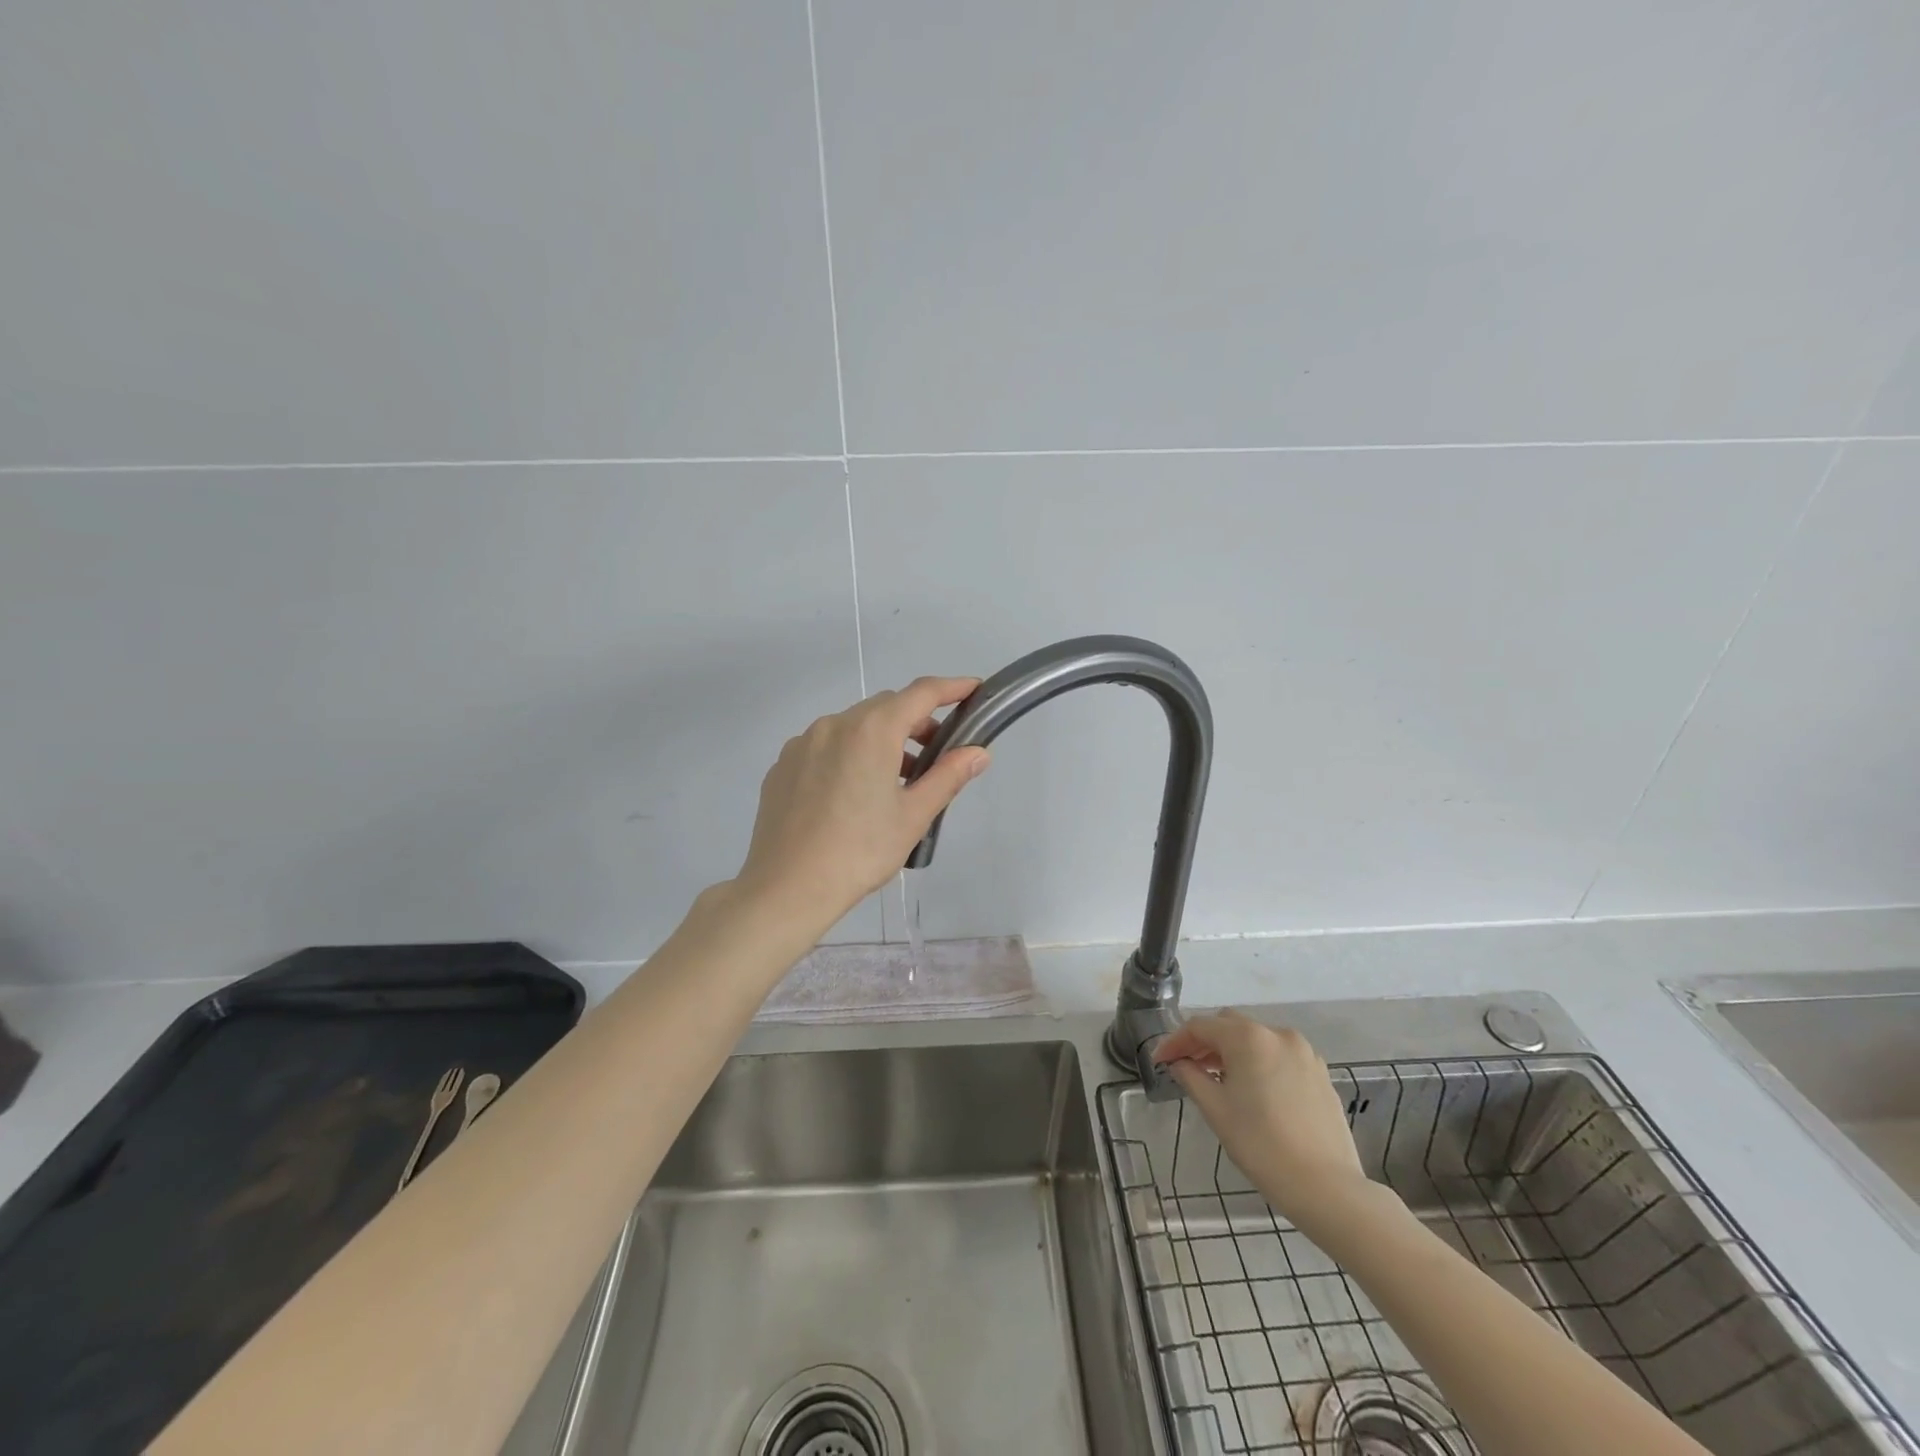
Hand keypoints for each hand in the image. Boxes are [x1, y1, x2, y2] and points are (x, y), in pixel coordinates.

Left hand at [733, 676, 989, 930]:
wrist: (786, 888)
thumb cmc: (859, 852)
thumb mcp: (913, 816)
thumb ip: (948, 776)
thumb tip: (978, 752)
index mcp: (871, 731)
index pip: (920, 693)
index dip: (951, 688)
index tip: (973, 689)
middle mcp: (834, 724)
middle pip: (885, 707)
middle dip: (916, 722)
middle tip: (937, 754)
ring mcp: (803, 743)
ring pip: (853, 727)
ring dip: (881, 740)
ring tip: (895, 782)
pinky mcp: (783, 766)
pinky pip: (825, 746)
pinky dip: (849, 754)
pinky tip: (852, 795)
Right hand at [1154, 1013, 1372, 1235]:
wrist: (1327, 1188)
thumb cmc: (1262, 1146)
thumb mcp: (1216, 1110)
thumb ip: (1191, 1077)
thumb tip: (1179, 1063)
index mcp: (1248, 1038)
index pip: (1200, 1027)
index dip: (1175, 1041)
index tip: (1160, 1060)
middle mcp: (1277, 1034)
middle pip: (1230, 1025)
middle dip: (1205, 1042)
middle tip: (1186, 1066)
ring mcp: (1303, 1052)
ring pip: (1256, 1039)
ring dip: (1232, 1051)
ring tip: (1218, 1078)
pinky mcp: (1319, 1073)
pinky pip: (1279, 1055)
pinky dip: (1258, 1062)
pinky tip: (1252, 1089)